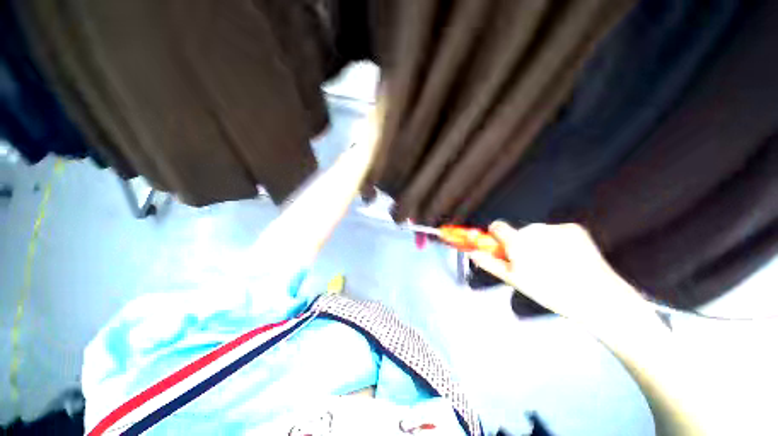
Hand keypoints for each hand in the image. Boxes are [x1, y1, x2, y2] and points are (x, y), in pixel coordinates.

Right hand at [470, 222, 651, 323]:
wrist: (598, 297)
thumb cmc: (551, 292)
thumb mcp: (515, 280)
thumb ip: (490, 263)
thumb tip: (472, 252)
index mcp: (518, 243)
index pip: (497, 226)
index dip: (496, 236)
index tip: (502, 246)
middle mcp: (535, 230)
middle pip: (518, 231)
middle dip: (520, 243)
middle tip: (532, 264)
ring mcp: (556, 228)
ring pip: (537, 231)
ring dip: (538, 242)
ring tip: (553, 263)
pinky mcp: (573, 228)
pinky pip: (556, 231)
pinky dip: (557, 241)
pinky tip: (567, 257)